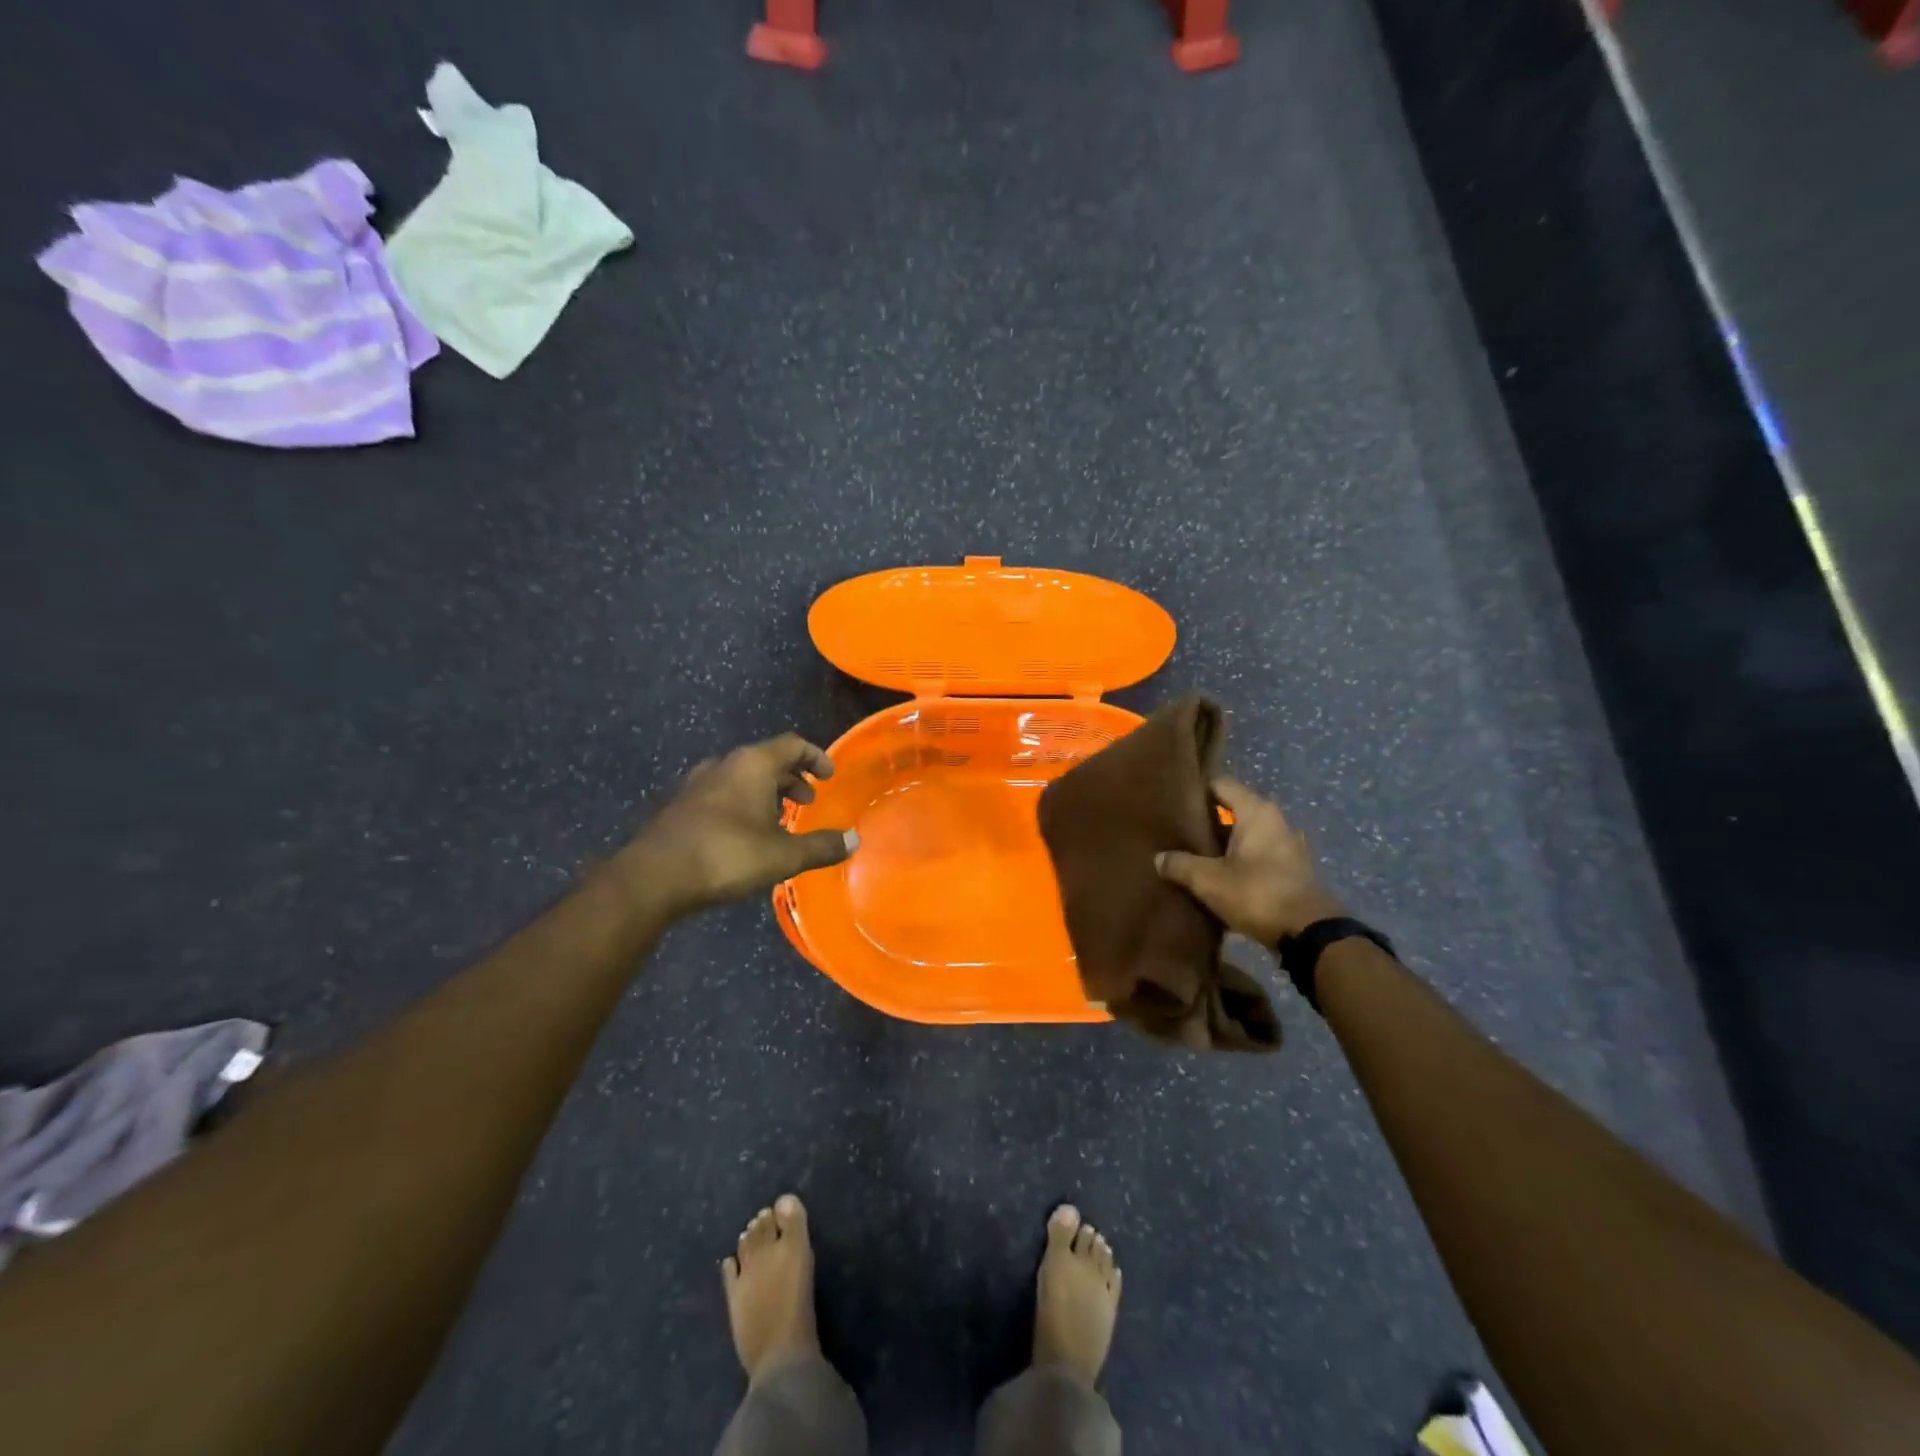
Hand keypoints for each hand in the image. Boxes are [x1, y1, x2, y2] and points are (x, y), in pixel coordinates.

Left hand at [631, 734, 856, 913]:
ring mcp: (698, 783)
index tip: (829, 775)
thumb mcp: (783, 855)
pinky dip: (743, 803)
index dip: (816, 757)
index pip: (793, 744)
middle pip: (767, 759)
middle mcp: (725, 764)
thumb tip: (855, 840)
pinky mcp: (681, 805)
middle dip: (792, 778)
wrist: (654, 876)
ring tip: (779, 818)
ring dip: (766, 791)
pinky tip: (745, 833)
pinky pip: (722, 793)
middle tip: (808, 801)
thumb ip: (821, 846)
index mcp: (752, 764)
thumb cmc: (726, 855)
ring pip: (742, 777)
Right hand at [1155, 778, 1345, 943]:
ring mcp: (1286, 848)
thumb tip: (1159, 858)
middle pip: (1233, 810)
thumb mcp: (1209, 880)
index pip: (1220, 784)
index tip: (1171, 800)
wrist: (1310, 936)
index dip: (1195, 790)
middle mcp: (1275, 822)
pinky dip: (1236, 863)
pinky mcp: (1290, 873)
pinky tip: (1215, 878)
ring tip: (1190, 855)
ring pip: (1244, 837)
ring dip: (1221, 845)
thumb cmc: (1258, 894)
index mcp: (1257, 812)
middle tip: (1175, 830)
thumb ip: (1181, 865)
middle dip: (1206, 820)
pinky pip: (1255, 858)